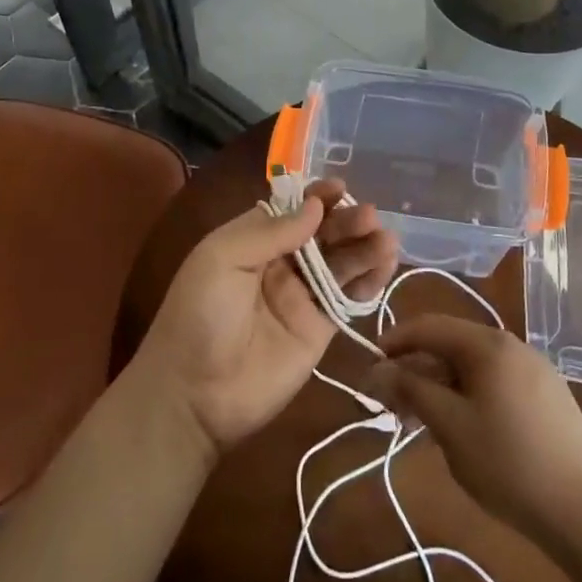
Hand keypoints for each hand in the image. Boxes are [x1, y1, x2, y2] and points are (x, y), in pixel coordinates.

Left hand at [133, 180, 399, 455]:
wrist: (195, 394)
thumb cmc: (199, 315)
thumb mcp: (221, 260)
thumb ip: (270, 232)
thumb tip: (314, 206)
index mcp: (251, 241)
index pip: (290, 211)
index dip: (316, 198)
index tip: (340, 188)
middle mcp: (279, 264)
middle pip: (321, 234)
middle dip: (345, 222)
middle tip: (369, 216)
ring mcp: (301, 297)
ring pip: (340, 263)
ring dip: (363, 247)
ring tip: (385, 238)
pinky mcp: (320, 329)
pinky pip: (348, 298)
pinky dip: (369, 281)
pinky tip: (386, 264)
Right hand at [362, 314, 581, 545]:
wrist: (581, 511)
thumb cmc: (506, 462)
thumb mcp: (449, 425)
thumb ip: (410, 389)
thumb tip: (377, 369)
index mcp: (489, 344)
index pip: (429, 326)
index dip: (395, 341)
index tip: (370, 366)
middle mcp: (513, 346)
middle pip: (452, 344)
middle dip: (416, 367)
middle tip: (390, 401)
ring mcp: (535, 370)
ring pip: (474, 365)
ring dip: (440, 384)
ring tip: (419, 418)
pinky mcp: (548, 396)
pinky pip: (496, 381)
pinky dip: (468, 393)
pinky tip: (460, 426)